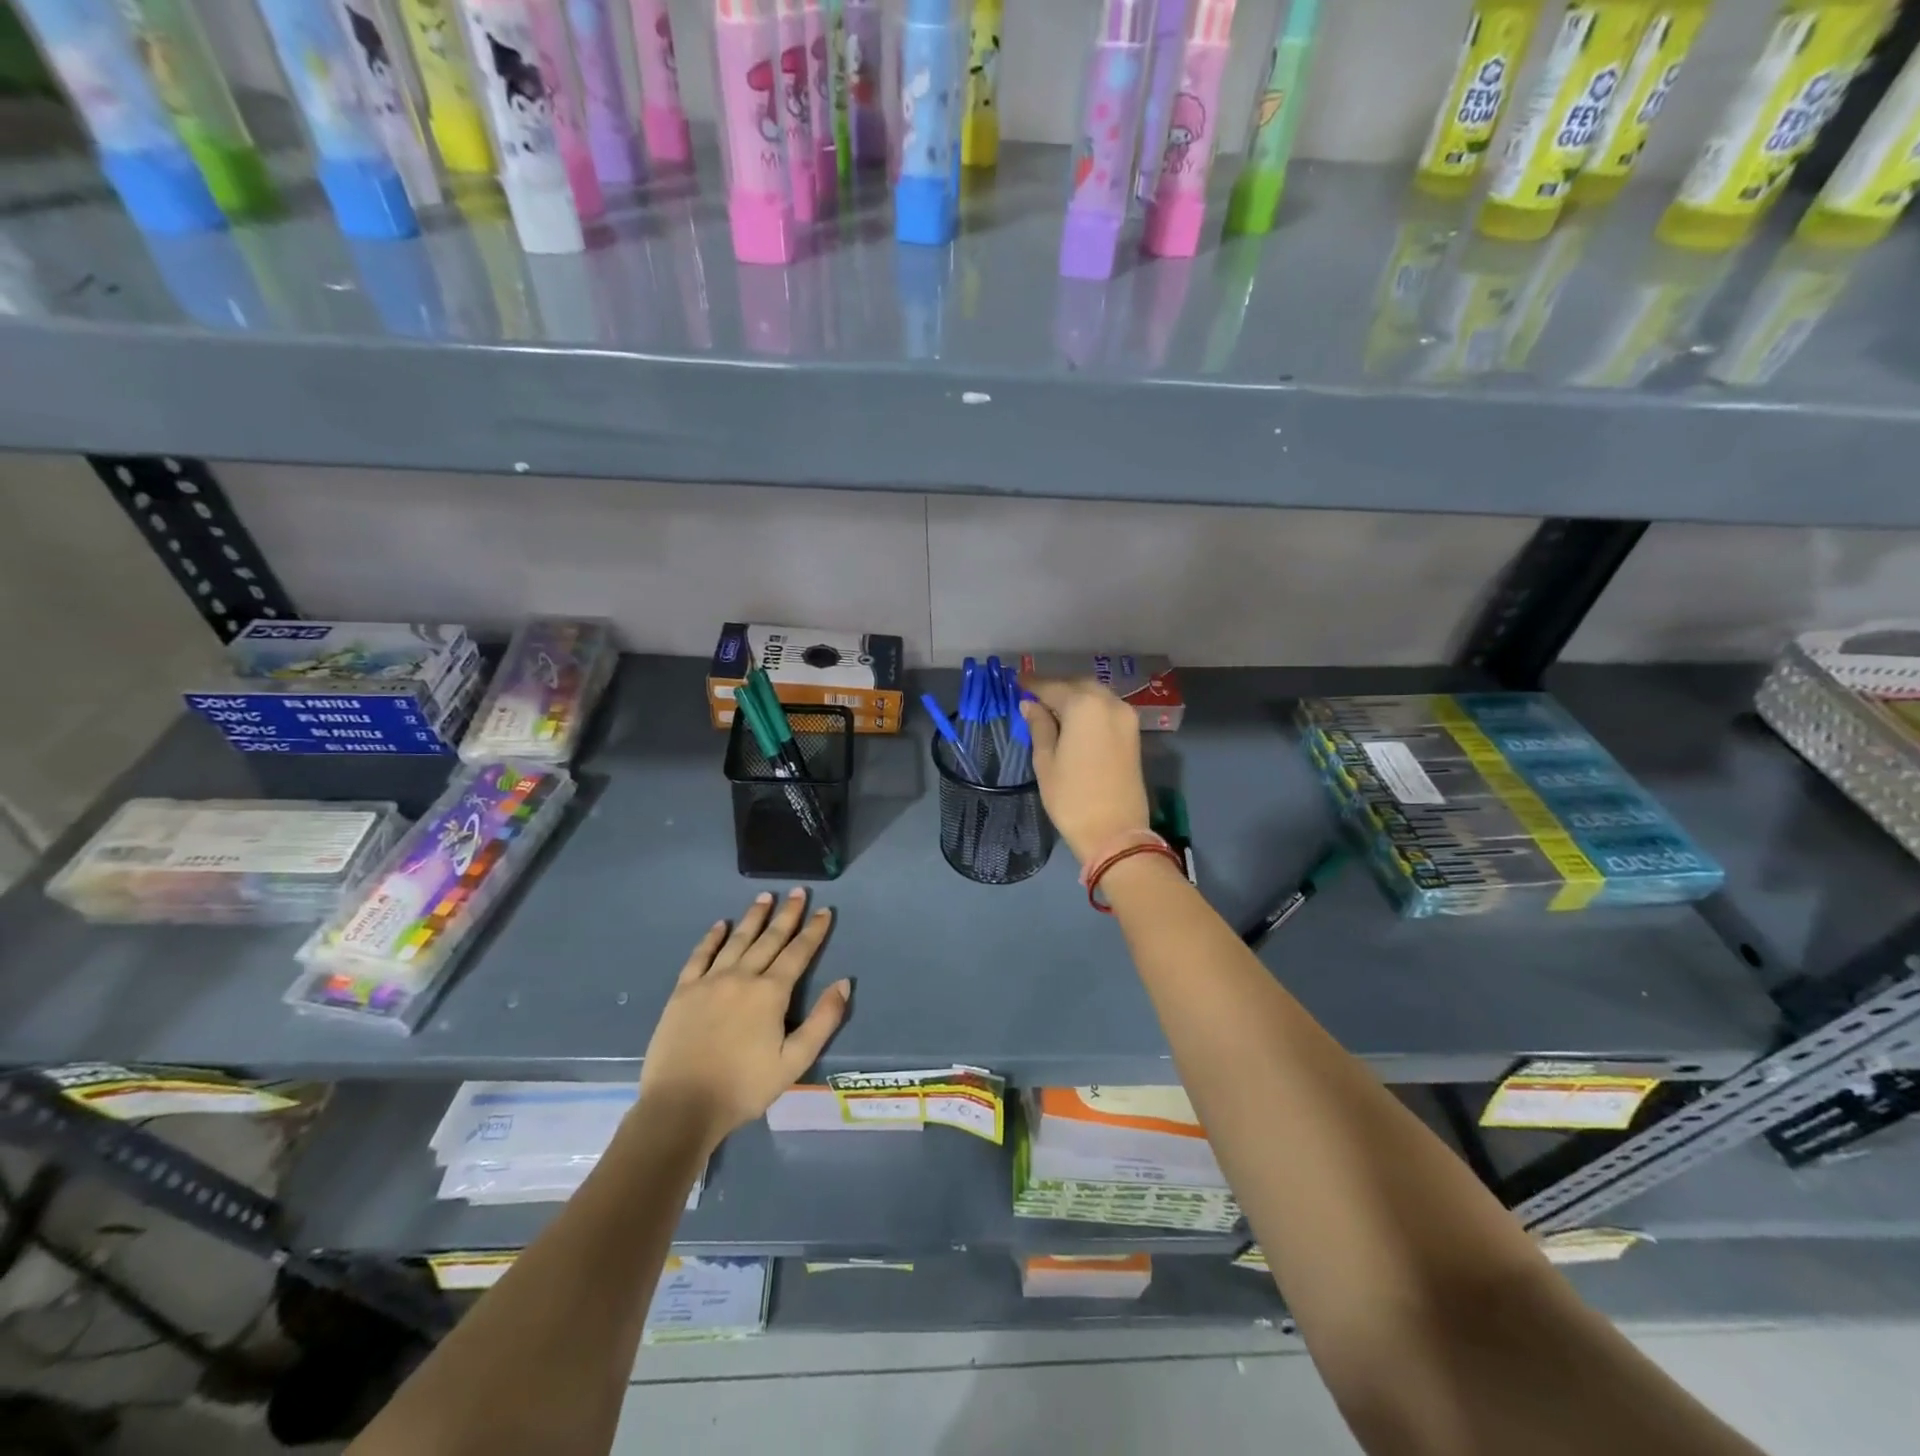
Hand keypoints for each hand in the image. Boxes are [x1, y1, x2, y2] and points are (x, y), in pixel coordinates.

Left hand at [638, 889, 850, 1146]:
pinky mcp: (683, 991)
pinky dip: (712, 938)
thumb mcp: (794, 1062)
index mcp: (770, 993)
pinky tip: (721, 925)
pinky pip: (700, 955)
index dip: (813, 931)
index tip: (825, 911)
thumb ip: (823, 1020)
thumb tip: (844, 983)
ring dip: (753, 917)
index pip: (798, 953)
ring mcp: (709, 981)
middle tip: (798, 891)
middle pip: (769, 939)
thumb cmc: (743, 1088)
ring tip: (765, 896)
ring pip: (737, 940)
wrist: (681, 1107)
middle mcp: (742, 976)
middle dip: (787, 914)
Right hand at [1020, 678, 1150, 865]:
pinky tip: (1073, 722)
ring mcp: (1126, 717)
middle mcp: (1109, 703)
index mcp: (1084, 706)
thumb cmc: (1072, 798)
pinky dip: (1089, 709)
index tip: (1015, 683)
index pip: (1052, 687)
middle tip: (1033, 699)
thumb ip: (1039, 726)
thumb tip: (1030, 705)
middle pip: (1077, 685)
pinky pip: (1106, 709)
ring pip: (1095, 695)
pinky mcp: (1133, 733)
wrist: (1115, 832)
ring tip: (1051, 711)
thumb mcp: (1046, 761)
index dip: (1032, 686)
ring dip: (1074, 698)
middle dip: (1056, 689)